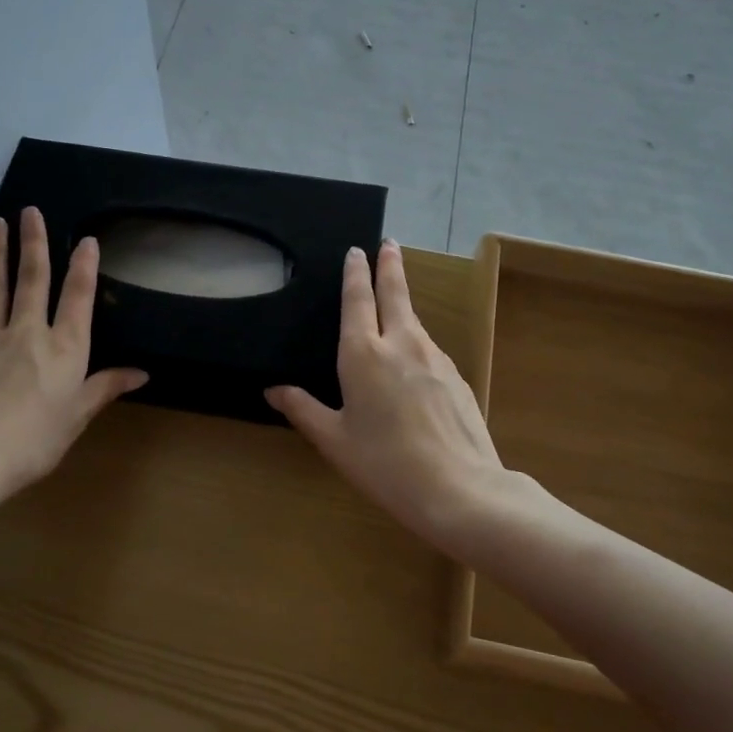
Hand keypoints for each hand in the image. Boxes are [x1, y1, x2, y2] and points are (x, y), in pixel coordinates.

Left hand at [0, 207, 145, 528]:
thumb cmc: (33, 441)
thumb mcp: (77, 417)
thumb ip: (105, 388)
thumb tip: (142, 373)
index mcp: (64, 349)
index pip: (77, 297)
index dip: (84, 266)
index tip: (86, 240)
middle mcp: (27, 332)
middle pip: (32, 278)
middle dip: (33, 242)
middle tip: (29, 210)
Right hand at [265, 241, 504, 543]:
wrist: (460, 488)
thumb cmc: (385, 464)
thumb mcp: (334, 441)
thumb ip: (303, 410)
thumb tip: (272, 390)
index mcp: (364, 354)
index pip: (357, 300)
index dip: (356, 274)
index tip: (357, 251)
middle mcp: (402, 344)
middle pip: (395, 294)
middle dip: (390, 266)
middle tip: (390, 243)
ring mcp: (435, 358)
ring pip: (414, 321)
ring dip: (404, 303)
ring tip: (395, 300)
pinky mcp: (458, 376)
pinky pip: (430, 349)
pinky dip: (417, 342)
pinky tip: (414, 363)